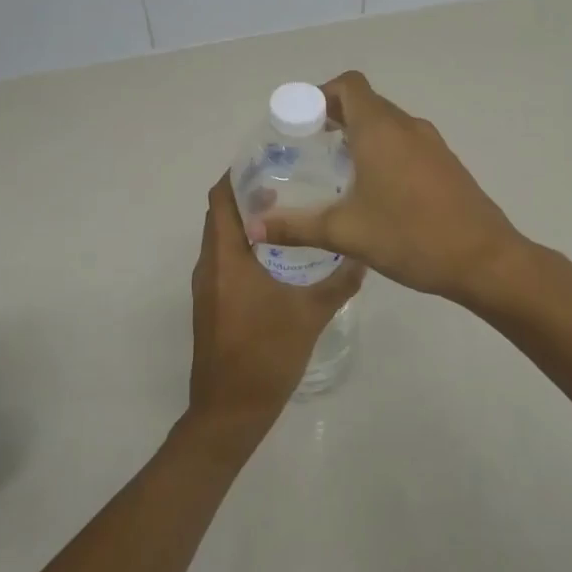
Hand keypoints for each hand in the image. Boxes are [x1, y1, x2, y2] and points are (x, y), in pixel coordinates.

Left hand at [185, 174, 363, 455]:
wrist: (230, 411)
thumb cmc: (265, 355)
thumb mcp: (310, 315)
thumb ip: (338, 282)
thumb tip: (363, 254)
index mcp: (225, 257)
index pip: (220, 198)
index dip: (238, 173)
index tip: (270, 159)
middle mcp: (209, 264)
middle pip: (222, 214)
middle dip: (249, 194)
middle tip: (291, 181)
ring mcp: (208, 286)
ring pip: (224, 238)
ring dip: (249, 222)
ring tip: (291, 211)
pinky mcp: (213, 304)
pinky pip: (226, 260)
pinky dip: (247, 247)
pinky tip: (281, 256)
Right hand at [249, 72, 526, 310]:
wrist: (485, 260)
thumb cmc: (411, 237)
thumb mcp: (346, 233)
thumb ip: (297, 226)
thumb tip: (254, 227)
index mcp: (381, 129)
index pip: (348, 85)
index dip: (321, 94)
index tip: (300, 122)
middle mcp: (407, 126)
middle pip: (366, 102)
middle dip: (334, 117)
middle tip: (308, 149)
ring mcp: (432, 143)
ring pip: (387, 123)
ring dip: (360, 135)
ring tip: (336, 171)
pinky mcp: (446, 163)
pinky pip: (406, 142)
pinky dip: (383, 150)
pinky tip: (374, 191)